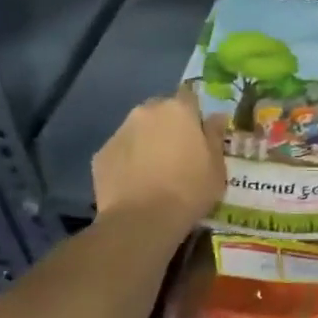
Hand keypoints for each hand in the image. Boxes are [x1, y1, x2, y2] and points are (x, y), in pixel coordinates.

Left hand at [92, 89, 227, 235]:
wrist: (141, 221)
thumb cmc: (189, 191)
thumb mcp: (217, 167)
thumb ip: (215, 136)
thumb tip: (216, 116)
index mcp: (178, 110)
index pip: (189, 96)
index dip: (194, 113)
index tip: (199, 134)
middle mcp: (146, 112)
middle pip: (160, 110)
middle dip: (168, 125)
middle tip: (177, 153)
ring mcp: (120, 132)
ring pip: (138, 130)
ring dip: (146, 142)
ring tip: (154, 171)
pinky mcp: (101, 155)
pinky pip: (121, 151)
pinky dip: (128, 161)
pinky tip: (135, 183)